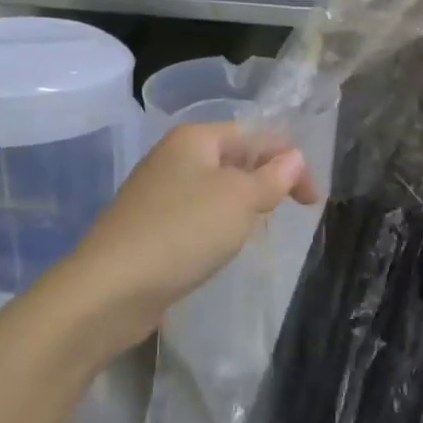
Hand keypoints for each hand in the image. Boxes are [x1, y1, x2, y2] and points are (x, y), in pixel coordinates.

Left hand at [49, 121, 317, 367]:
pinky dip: (218, 223)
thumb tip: (294, 157)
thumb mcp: (240, 200)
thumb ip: (272, 177)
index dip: (290, 160)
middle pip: (235, 157)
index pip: (256, 134)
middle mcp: (174, 156)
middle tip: (289, 210)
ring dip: (243, 202)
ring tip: (260, 225)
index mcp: (196, 137)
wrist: (110, 288)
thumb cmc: (183, 231)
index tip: (312, 200)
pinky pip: (197, 213)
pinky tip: (222, 244)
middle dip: (267, 178)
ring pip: (216, 187)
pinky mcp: (150, 225)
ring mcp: (158, 191)